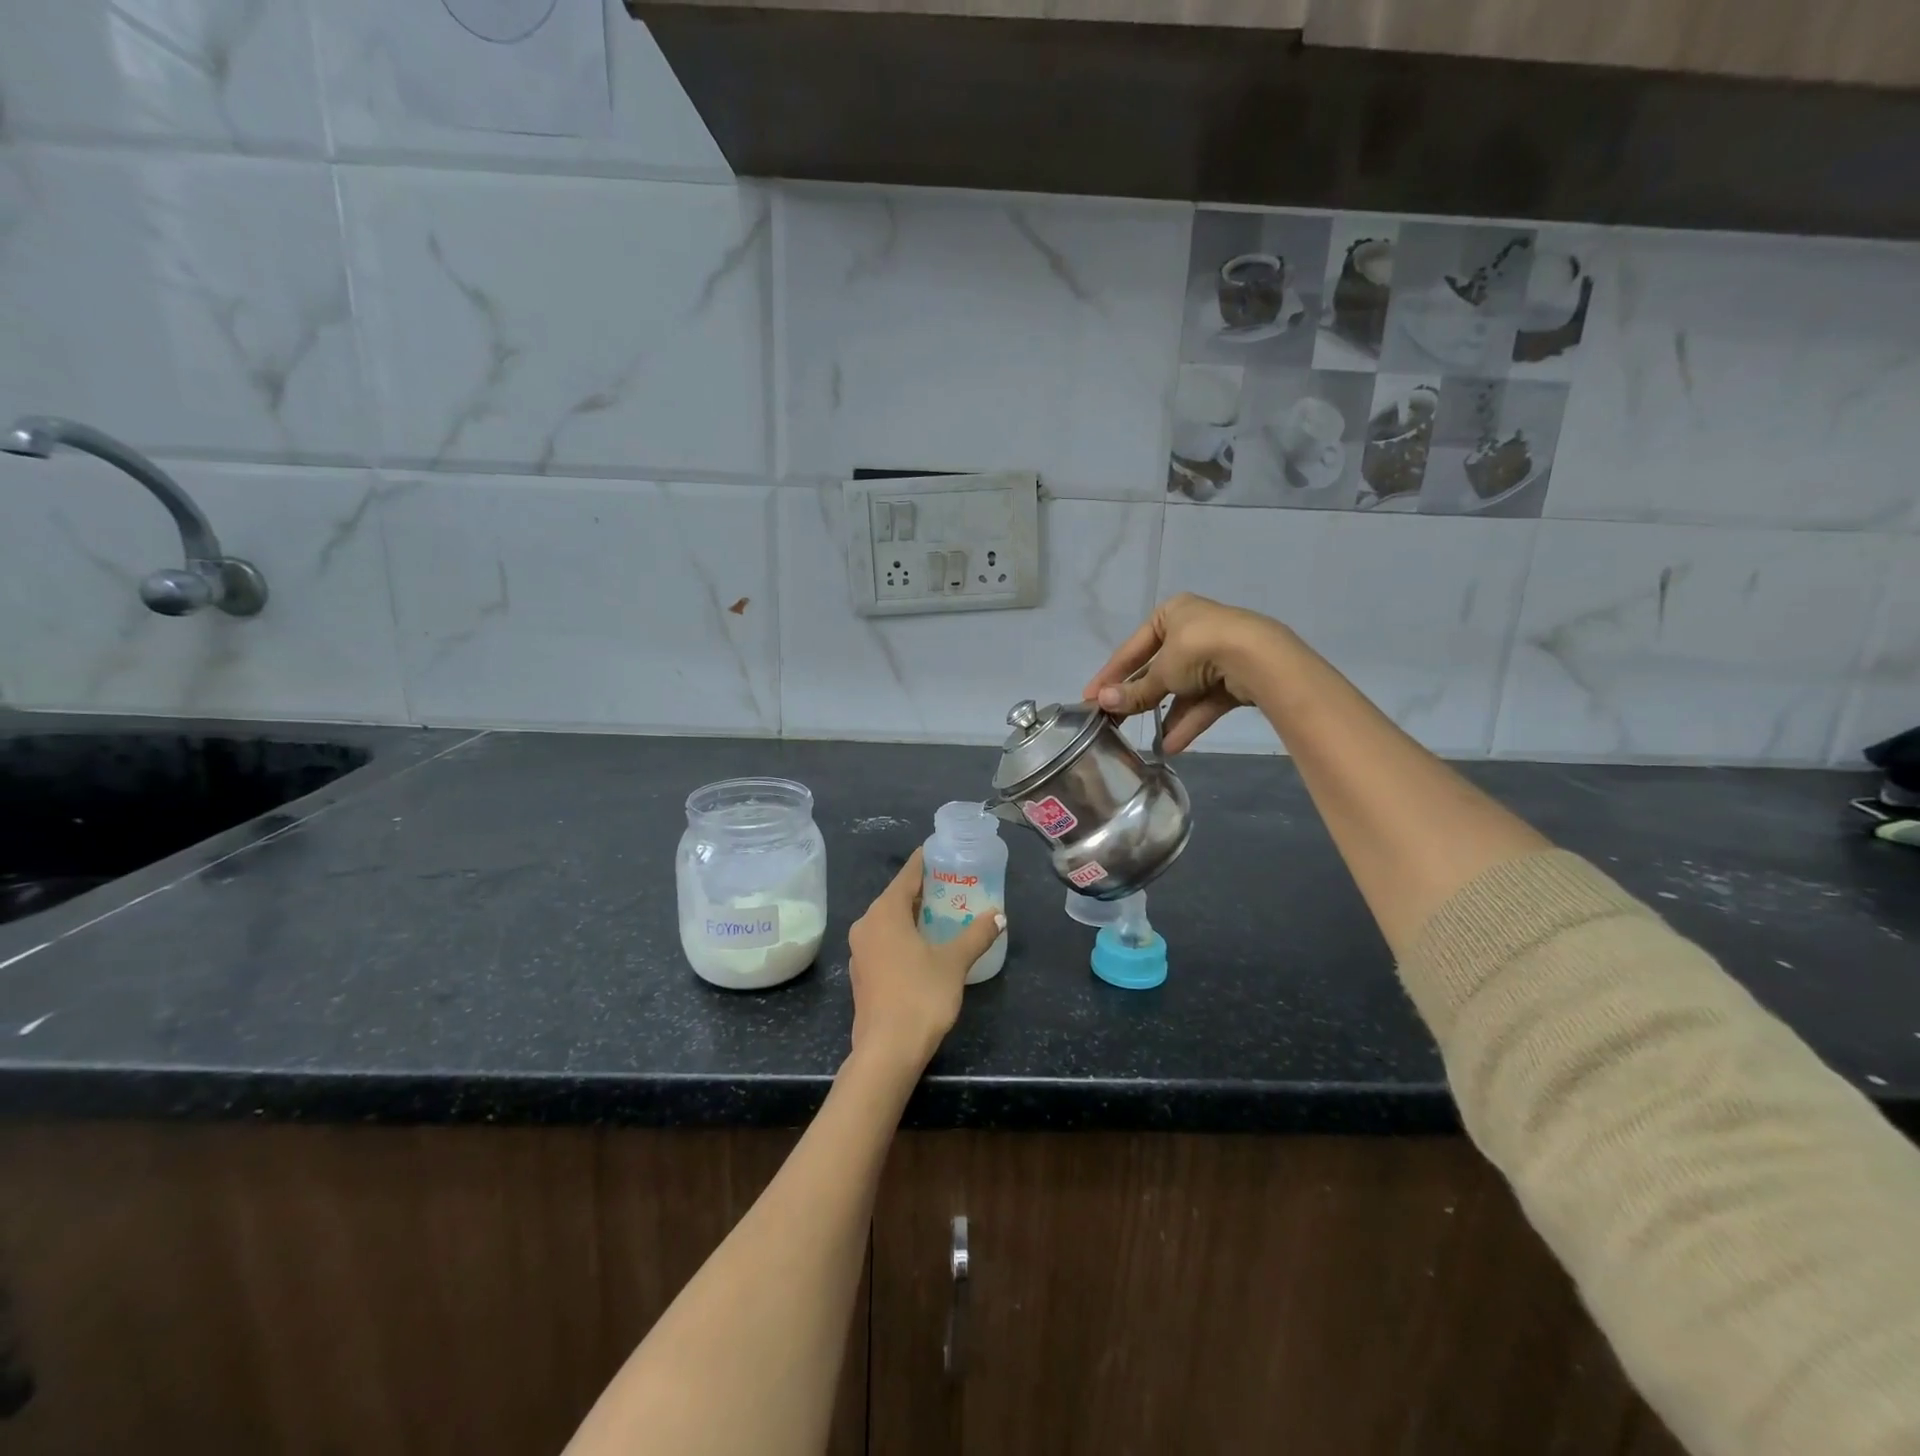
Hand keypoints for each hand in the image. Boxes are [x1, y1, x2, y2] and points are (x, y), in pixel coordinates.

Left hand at [847, 848, 1005, 1076]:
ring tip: (944, 911)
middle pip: (897, 896)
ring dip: (914, 914)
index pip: (907, 875)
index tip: (943, 851)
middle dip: (924, 889)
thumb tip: (998, 916)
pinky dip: (904, 934)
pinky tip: (926, 943)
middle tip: (954, 882)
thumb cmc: (920, 996)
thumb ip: (976, 935)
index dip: (926, 861)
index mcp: (884, 912)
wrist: (887, 1051)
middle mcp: (866, 924)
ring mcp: (861, 950)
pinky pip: (885, 940)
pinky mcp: (863, 972)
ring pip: (890, 920)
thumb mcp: (954, 962)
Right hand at [1082, 593, 1292, 753]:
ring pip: (1182, 688)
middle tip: (1114, 722)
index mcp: (1171, 614)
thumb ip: (1134, 691)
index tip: (1089, 698)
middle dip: (1139, 698)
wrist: (1257, 658)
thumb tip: (1101, 703)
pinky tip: (1171, 745)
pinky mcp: (1234, 677)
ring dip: (1165, 715)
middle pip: (1157, 669)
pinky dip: (1188, 721)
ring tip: (1144, 741)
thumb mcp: (1161, 672)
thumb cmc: (1198, 650)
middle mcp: (1192, 629)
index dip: (1110, 675)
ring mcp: (1216, 653)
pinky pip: (1204, 700)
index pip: (1132, 648)